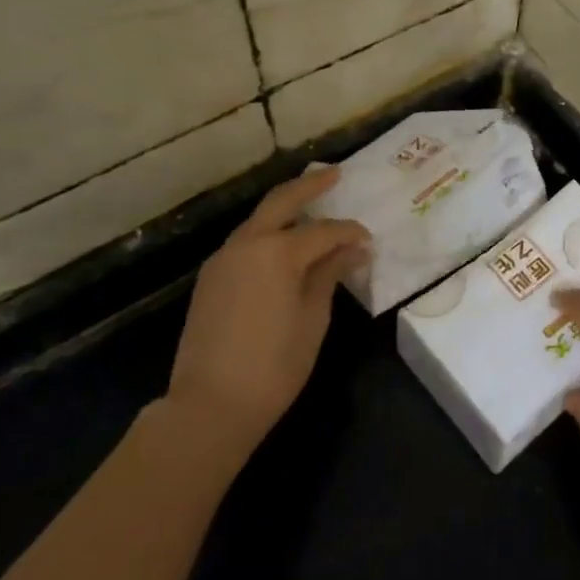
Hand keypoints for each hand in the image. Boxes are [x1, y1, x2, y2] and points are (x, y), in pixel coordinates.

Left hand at [166, 167, 369, 458]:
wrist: (210, 404)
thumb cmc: (274, 366)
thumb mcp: (313, 319)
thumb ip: (330, 276)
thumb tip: (353, 250)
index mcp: (277, 252)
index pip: (323, 231)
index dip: (349, 232)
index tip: (369, 239)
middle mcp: (246, 244)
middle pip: (281, 201)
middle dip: (310, 186)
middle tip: (335, 175)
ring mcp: (223, 259)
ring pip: (258, 220)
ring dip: (285, 209)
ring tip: (311, 205)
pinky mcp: (210, 278)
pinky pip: (245, 242)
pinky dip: (267, 234)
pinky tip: (283, 244)